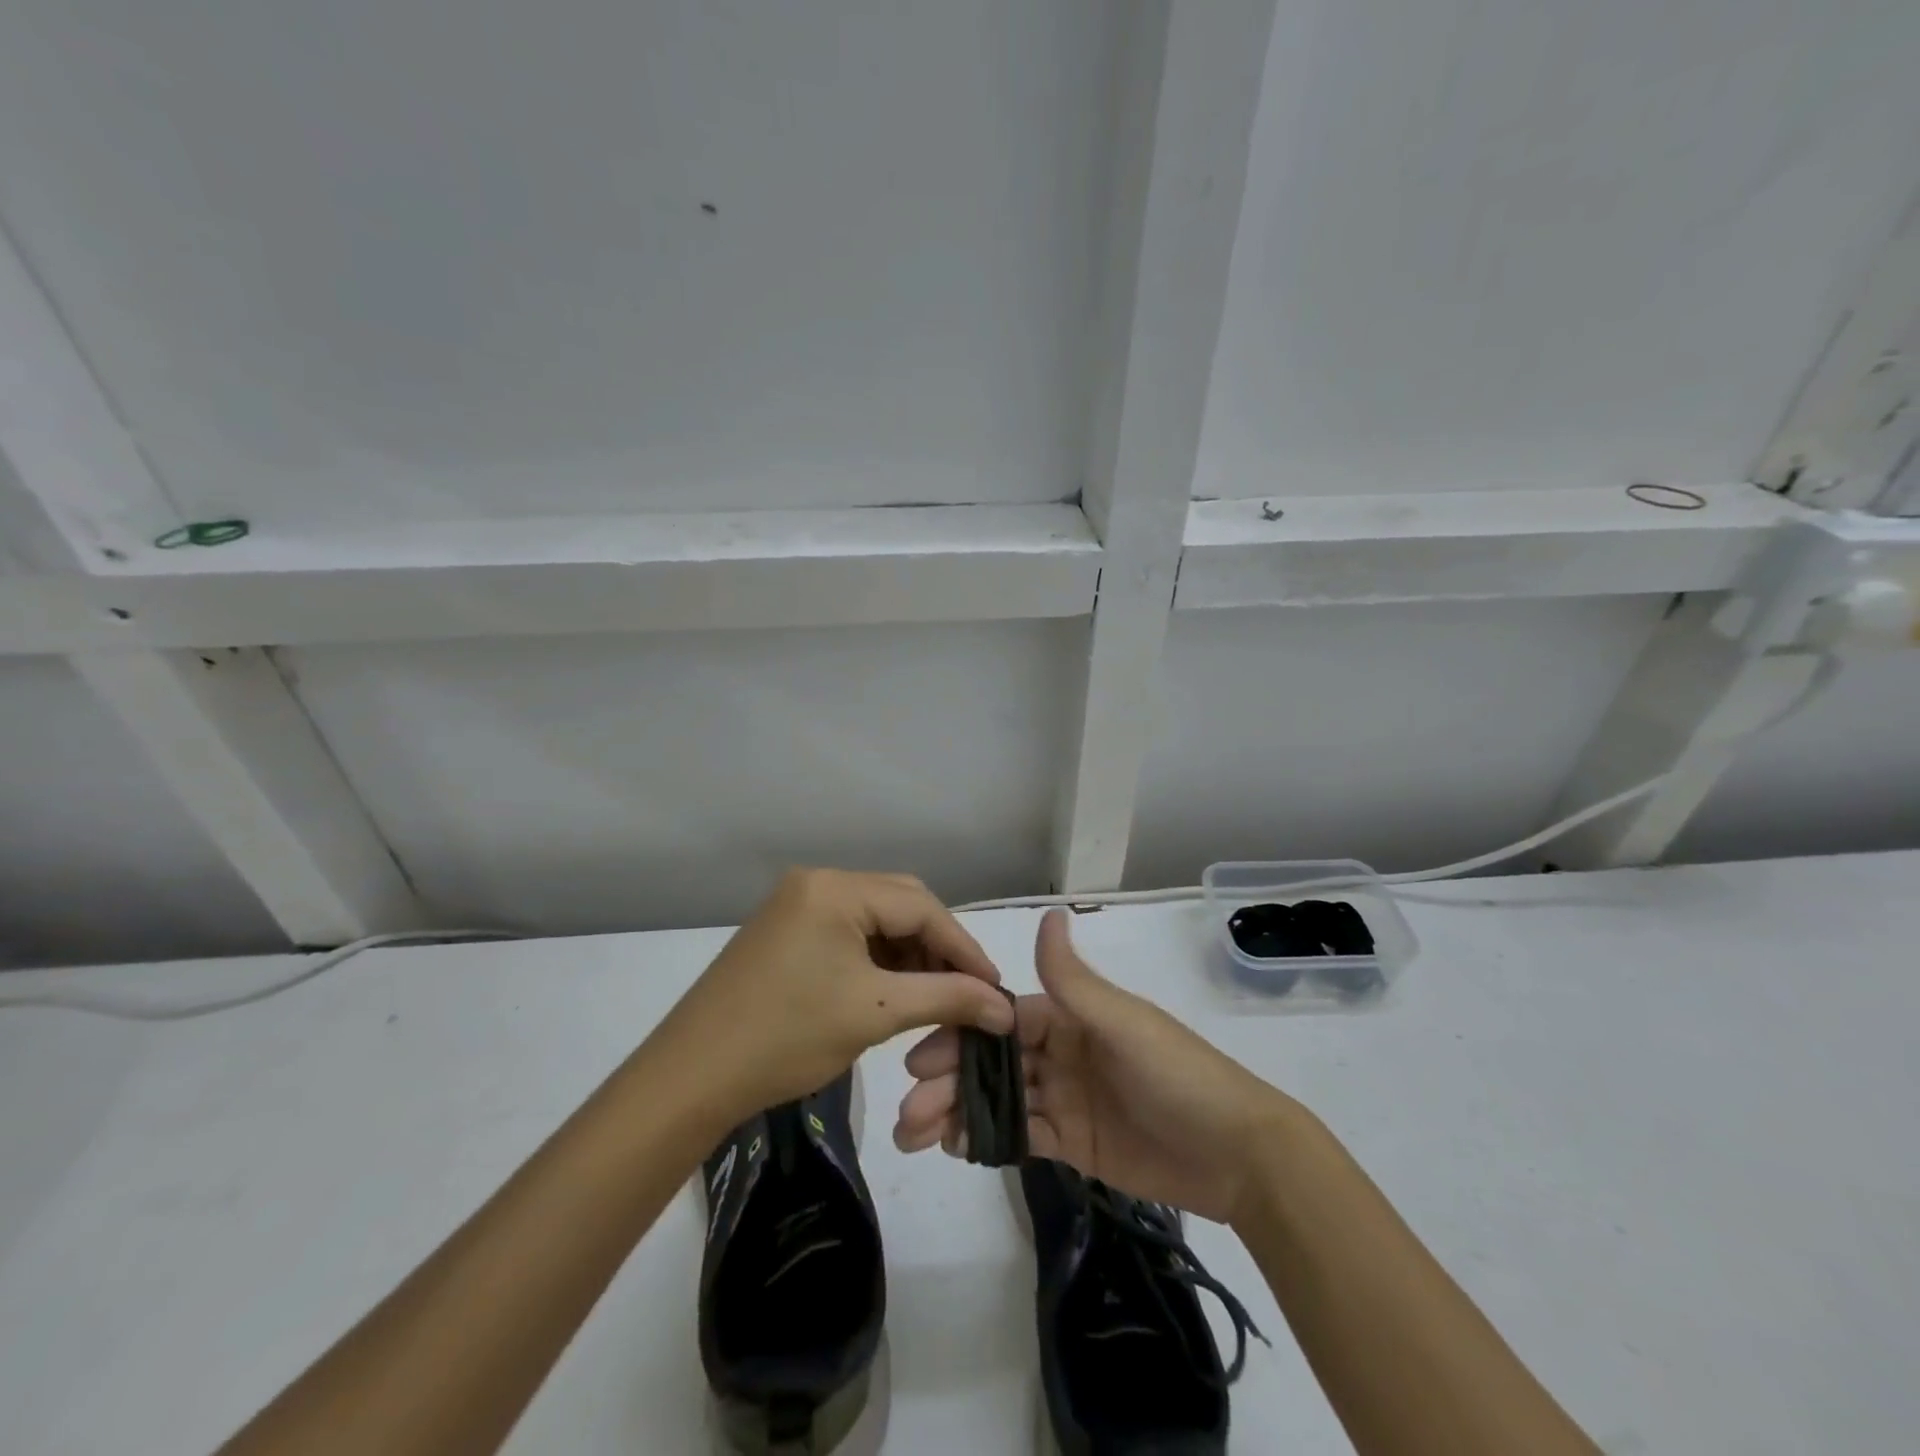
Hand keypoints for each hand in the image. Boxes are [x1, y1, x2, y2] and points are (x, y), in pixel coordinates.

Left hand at [653, 869, 1014, 1123]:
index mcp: (836, 888)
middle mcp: (817, 882)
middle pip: (900, 903)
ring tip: (933, 995)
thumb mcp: (875, 1013)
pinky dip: (877, 958)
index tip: (995, 987)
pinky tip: (892, 989)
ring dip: (908, 953)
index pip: (921, 906)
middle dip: (937, 947)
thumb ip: (947, 999)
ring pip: (875, 919)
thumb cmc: (786, 1038)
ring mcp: (797, 903)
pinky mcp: (785, 929)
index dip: (963, 946)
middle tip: (967, 991)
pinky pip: (848, 932)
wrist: (691, 1077)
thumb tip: (1006, 1008)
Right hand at [894, 908, 1291, 1222]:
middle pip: (993, 1061)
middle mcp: (1062, 1052)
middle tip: (907, 1107)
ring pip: (1000, 1100)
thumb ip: (1074, 979)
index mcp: (1071, 1017)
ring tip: (915, 1135)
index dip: (961, 1033)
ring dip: (958, 1112)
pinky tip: (955, 1146)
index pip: (1003, 1018)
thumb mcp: (1123, 1022)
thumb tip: (1050, 912)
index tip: (919, 1054)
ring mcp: (1065, 1098)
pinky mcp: (1074, 1143)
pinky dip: (987, 1139)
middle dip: (949, 1078)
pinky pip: (1022, 1136)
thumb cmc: (1178, 1075)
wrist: (1239, 1156)